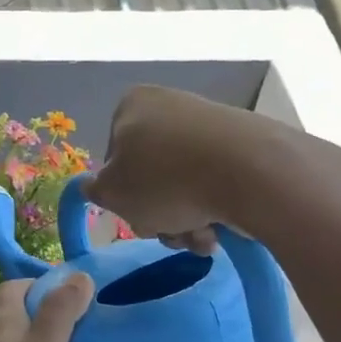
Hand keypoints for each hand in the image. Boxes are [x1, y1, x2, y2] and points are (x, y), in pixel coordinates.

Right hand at [83, 85, 262, 253]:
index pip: (113, 157)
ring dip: (186, 219)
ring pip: (184, 184)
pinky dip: (215, 208)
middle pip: (152, 175)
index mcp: (132, 105)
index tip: (136, 213)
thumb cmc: (165, 179)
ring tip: (201, 236)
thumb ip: (95, 190)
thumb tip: (91, 186)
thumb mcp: (113, 192)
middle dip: (159, 213)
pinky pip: (216, 182)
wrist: (250, 171)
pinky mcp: (243, 143)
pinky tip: (223, 227)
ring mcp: (209, 123)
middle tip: (170, 231)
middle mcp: (170, 105)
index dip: (122, 193)